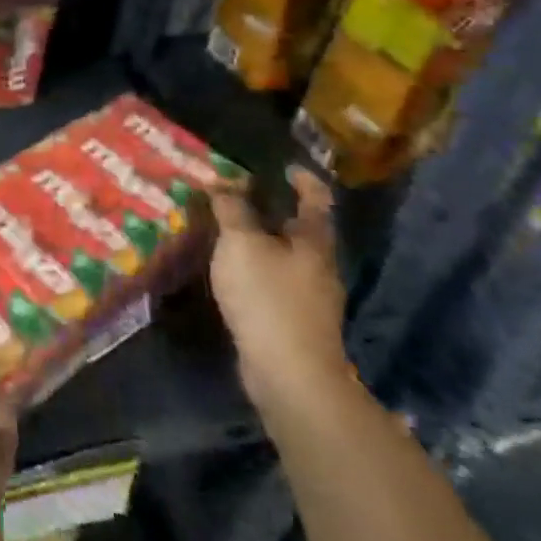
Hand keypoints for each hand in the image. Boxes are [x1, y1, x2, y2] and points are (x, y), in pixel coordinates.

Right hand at [209, 167, 351, 414]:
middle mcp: (318, 266)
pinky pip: (274, 282)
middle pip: (300, 230)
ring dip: (261, 242)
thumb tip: (222, 182)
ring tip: (227, 231)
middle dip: (273, 212)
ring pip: (285, 258)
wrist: (290, 374)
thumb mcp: (241, 243)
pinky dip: (256, 269)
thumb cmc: (268, 297)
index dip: (303, 180)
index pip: (315, 200)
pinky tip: (233, 272)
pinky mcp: (295, 322)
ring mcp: (310, 298)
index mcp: (313, 241)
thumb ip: (231, 209)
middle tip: (238, 197)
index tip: (286, 167)